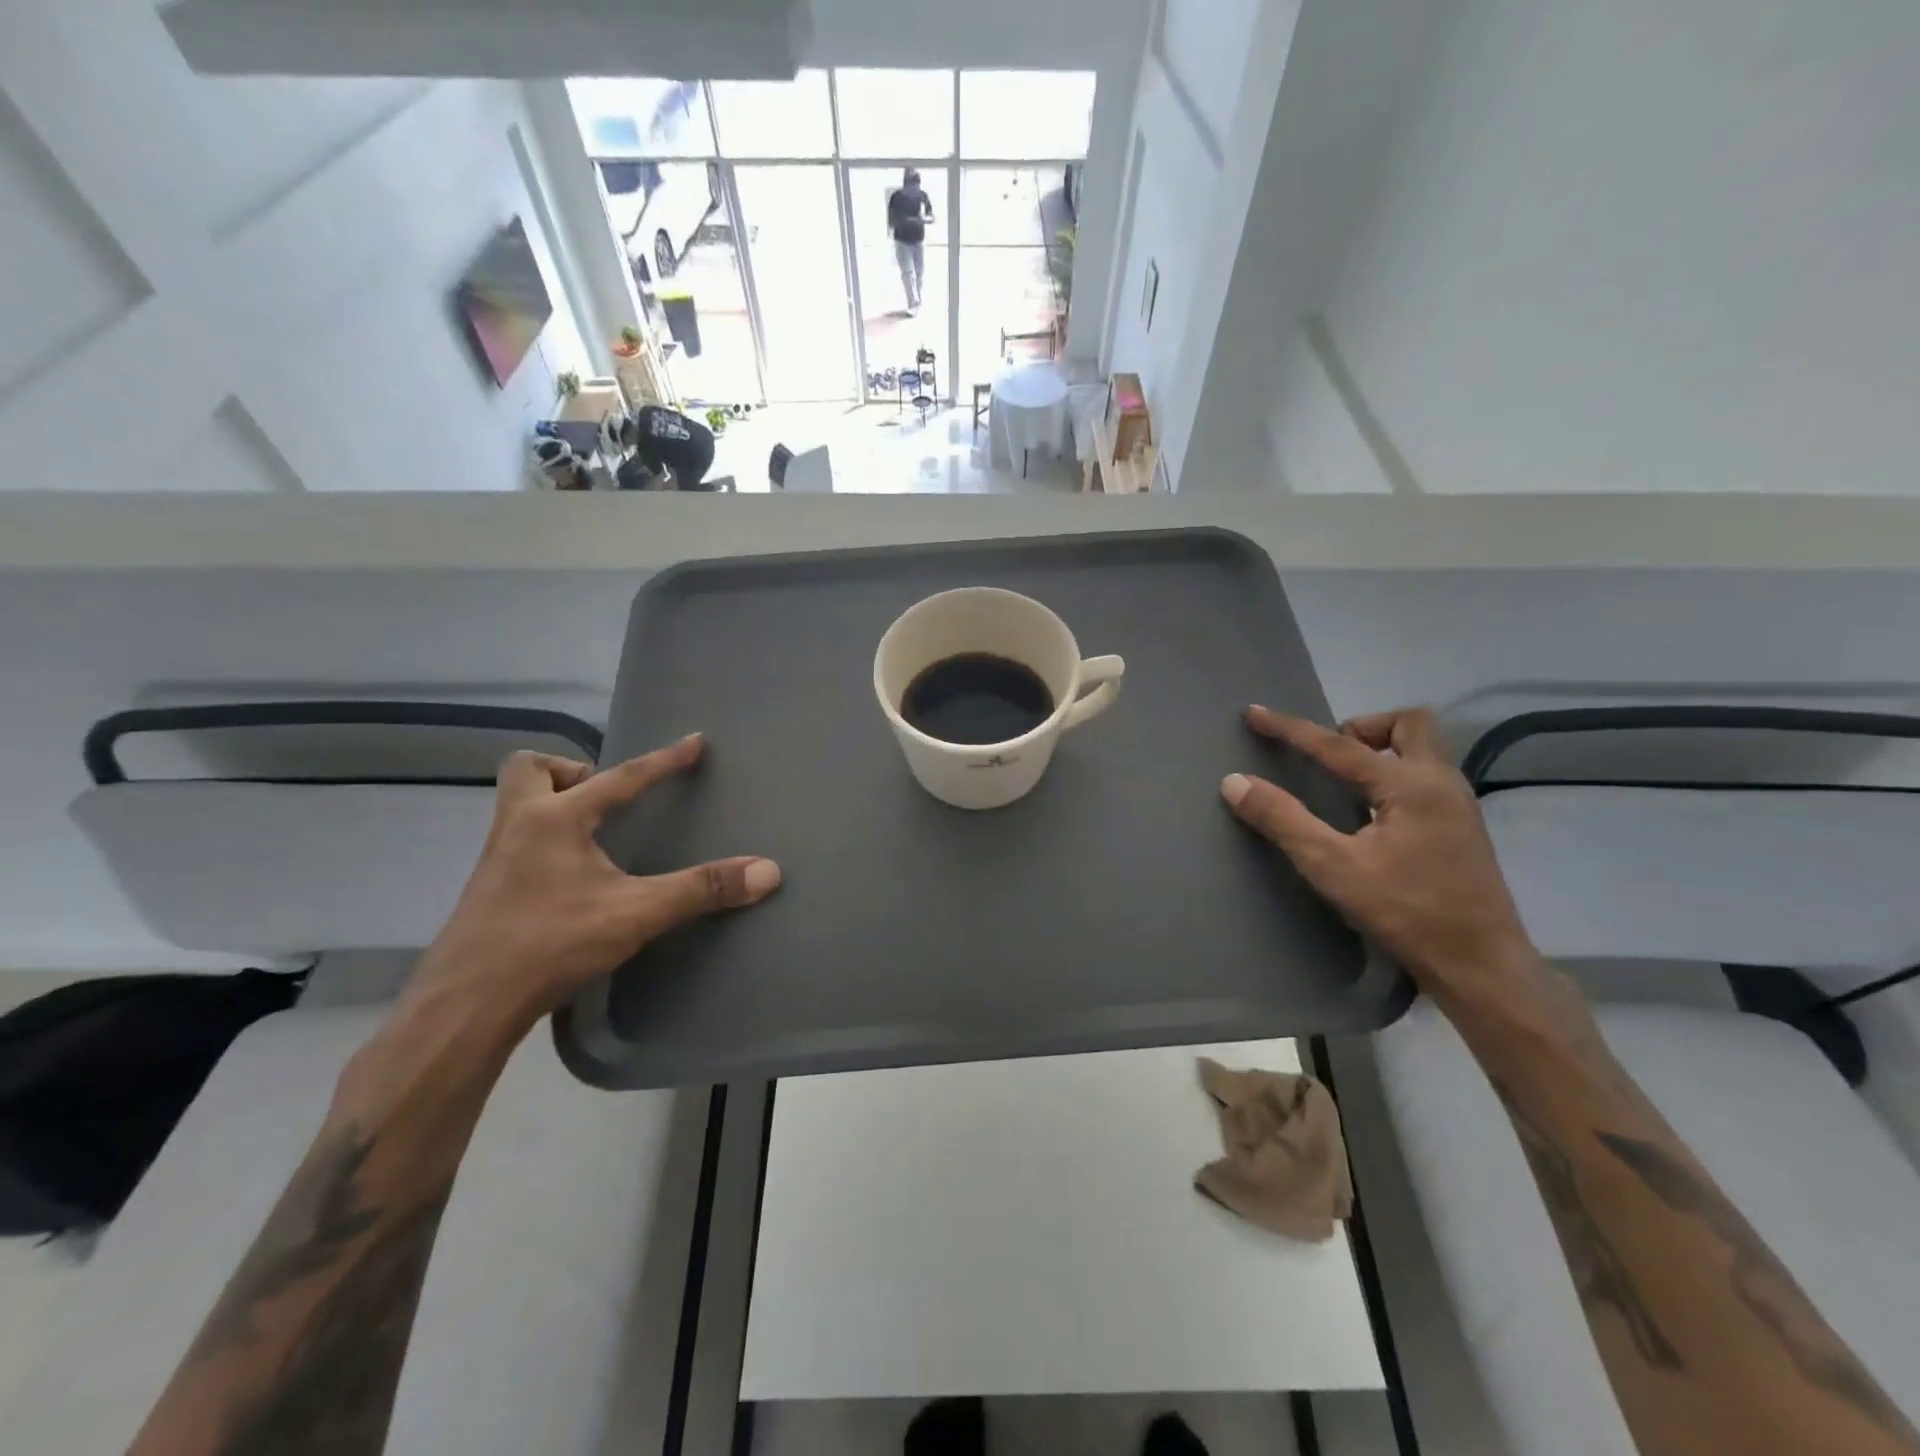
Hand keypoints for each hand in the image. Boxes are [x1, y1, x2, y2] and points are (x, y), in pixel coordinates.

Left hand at [406, 733, 779, 1031]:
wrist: (463, 1006)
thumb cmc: (550, 944)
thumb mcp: (636, 914)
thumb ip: (701, 889)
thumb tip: (767, 871)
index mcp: (555, 819)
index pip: (621, 777)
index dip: (663, 760)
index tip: (695, 741)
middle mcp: (518, 826)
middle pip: (529, 769)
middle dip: (570, 771)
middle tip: (605, 798)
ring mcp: (495, 859)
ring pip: (516, 805)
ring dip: (554, 804)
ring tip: (595, 834)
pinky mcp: (487, 891)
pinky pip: (516, 842)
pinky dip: (545, 842)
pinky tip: (570, 877)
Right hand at [1220, 706, 1538, 1004]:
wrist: (1481, 966)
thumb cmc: (1405, 912)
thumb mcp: (1332, 867)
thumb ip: (1282, 819)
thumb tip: (1235, 782)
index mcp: (1410, 785)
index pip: (1338, 744)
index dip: (1290, 728)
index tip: (1253, 713)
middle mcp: (1441, 782)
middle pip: (1408, 724)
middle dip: (1361, 727)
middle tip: (1328, 756)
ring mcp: (1458, 804)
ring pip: (1422, 749)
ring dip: (1380, 749)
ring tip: (1343, 781)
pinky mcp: (1462, 827)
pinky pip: (1425, 775)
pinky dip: (1393, 774)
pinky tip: (1371, 812)